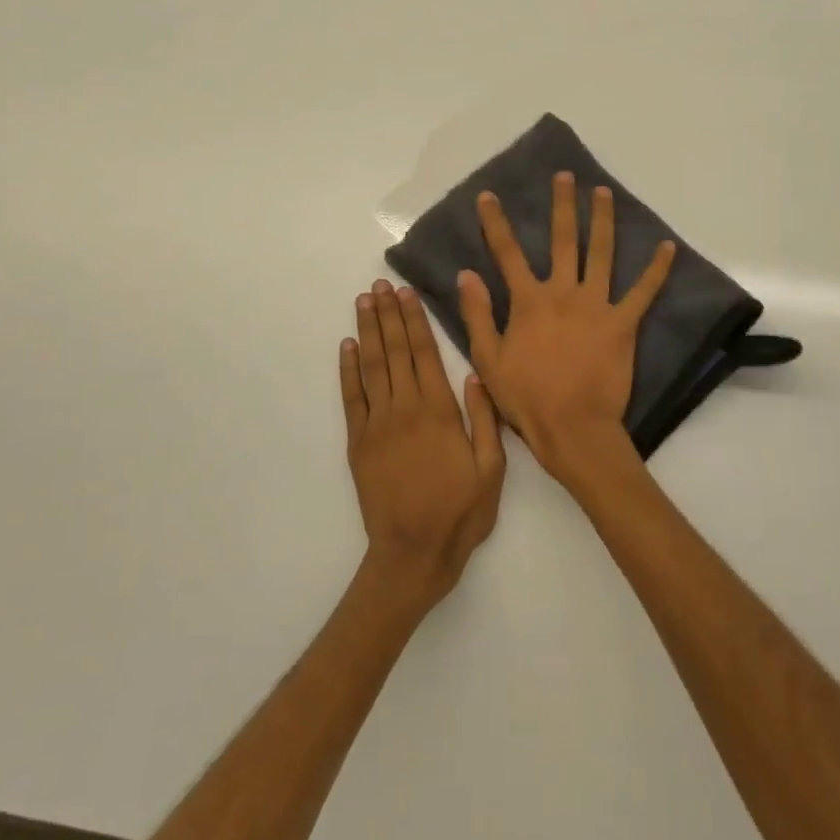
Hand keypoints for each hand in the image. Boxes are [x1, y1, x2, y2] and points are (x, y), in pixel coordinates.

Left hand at [341, 279, 505, 609]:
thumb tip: (477, 373)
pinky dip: (348, 370)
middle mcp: (405, 409)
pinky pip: (352, 398)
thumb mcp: (491, 469)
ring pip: (371, 367)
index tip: (407, 294)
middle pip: (395, 352)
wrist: (412, 554)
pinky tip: (347, 347)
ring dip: (368, 331)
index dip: (415, 321)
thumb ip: (485, 419)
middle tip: (380, 284)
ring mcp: (377, 425)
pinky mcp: (358, 443)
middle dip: (388, 315)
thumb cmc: (460, 513)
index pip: (424, 354)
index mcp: (439, 412)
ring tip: (364, 302)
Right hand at [457, 173, 674, 489]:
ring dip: (602, 220)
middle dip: (562, 205)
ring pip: (601, 254)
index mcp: (528, 301)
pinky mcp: (624, 324)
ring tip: (604, 192)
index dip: (495, 222)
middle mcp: (563, 292)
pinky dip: (657, 269)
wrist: (573, 428)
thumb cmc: (526, 397)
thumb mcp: (488, 359)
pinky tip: (668, 247)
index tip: (488, 195)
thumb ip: (478, 314)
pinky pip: (644, 292)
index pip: (506, 253)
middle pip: (562, 240)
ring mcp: (597, 305)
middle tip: (565, 176)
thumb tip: (466, 274)